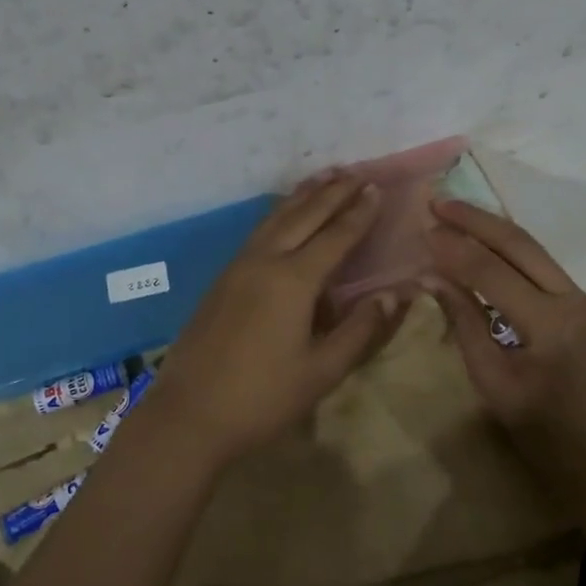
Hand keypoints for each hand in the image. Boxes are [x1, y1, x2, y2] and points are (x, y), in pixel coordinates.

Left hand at [138, 176, 407, 466]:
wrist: (189, 413)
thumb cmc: (262, 397)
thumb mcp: (321, 371)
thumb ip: (360, 329)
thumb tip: (395, 295)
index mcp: (293, 280)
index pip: (335, 236)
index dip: (359, 213)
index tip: (377, 188)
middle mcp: (265, 261)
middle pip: (304, 216)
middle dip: (332, 193)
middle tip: (356, 172)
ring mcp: (238, 266)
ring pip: (275, 218)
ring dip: (303, 196)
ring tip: (324, 178)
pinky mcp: (222, 278)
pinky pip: (258, 231)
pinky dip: (279, 214)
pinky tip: (283, 215)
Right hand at [422, 200, 585, 533]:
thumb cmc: (541, 433)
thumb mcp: (492, 383)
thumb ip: (464, 323)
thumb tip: (432, 276)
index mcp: (553, 327)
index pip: (492, 273)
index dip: (454, 249)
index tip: (423, 228)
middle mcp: (581, 303)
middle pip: (522, 246)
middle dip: (477, 220)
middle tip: (440, 201)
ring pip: (539, 258)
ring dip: (497, 237)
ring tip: (458, 219)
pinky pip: (551, 279)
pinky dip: (518, 266)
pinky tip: (491, 259)